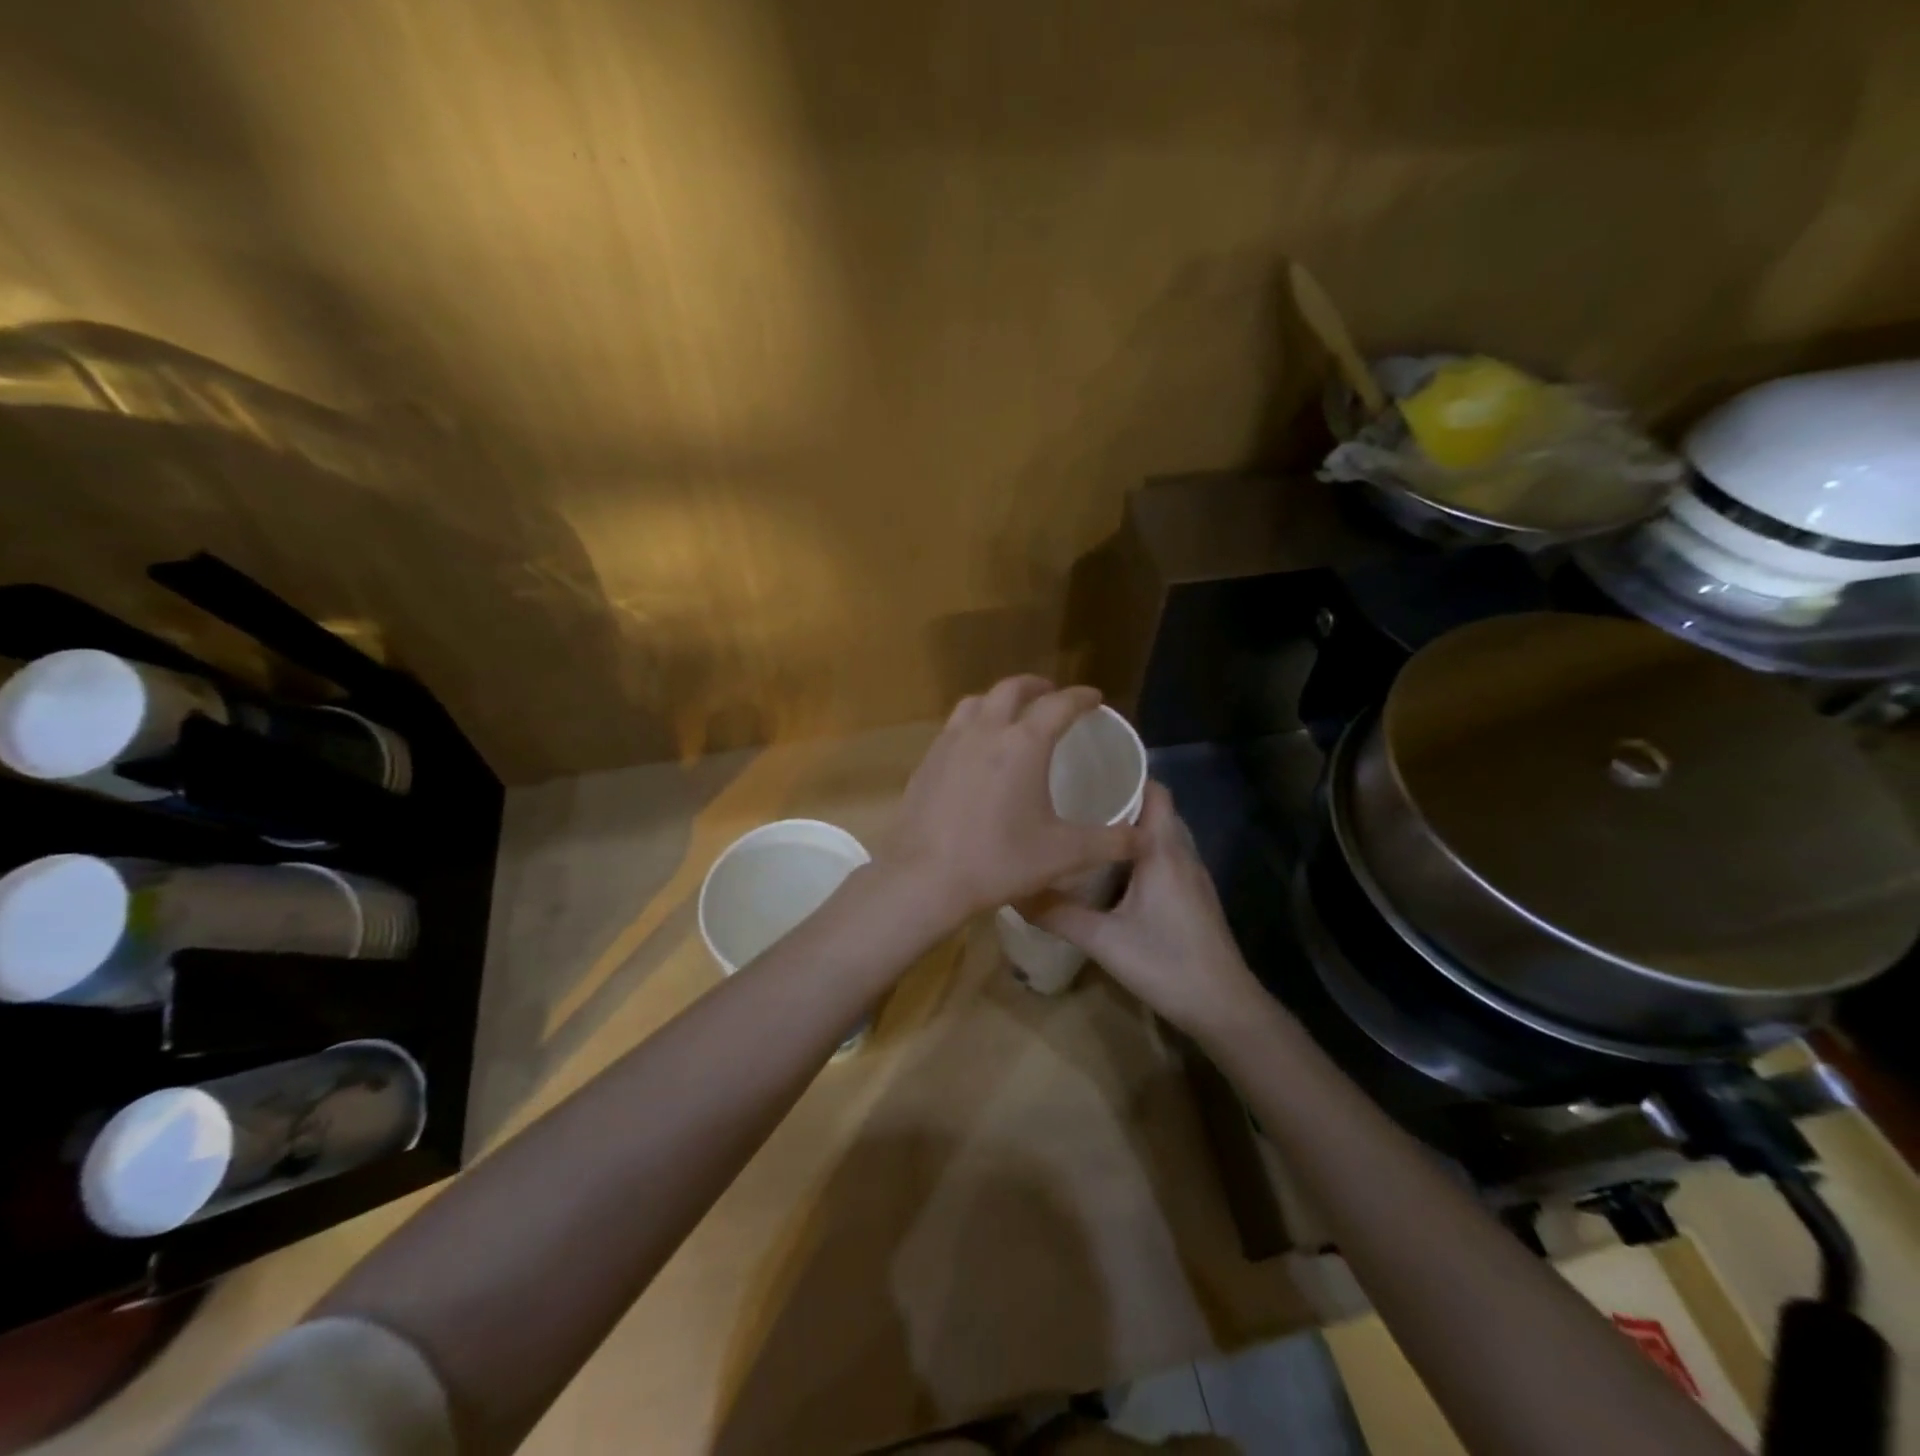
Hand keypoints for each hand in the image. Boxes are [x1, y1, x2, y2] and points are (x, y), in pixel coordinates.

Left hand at [877, 677, 1141, 928]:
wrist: (925, 877)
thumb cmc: (999, 860)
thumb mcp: (1063, 854)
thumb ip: (1109, 842)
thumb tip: (1143, 837)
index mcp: (1024, 744)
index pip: (1059, 705)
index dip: (1081, 697)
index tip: (1094, 698)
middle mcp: (985, 731)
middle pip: (1012, 689)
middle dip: (1037, 687)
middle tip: (1051, 696)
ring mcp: (949, 743)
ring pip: (976, 702)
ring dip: (999, 700)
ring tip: (1011, 715)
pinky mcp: (926, 762)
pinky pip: (953, 727)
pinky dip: (973, 724)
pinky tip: (975, 750)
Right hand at [1035, 780, 1263, 1038]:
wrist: (1224, 1007)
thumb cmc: (1166, 963)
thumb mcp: (1103, 940)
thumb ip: (1057, 914)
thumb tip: (1013, 891)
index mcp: (1163, 850)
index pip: (1154, 790)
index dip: (1125, 774)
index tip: (1086, 768)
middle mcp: (1182, 853)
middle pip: (1156, 809)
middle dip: (1120, 798)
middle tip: (1075, 797)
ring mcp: (1192, 876)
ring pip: (1161, 834)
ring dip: (1130, 826)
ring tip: (1087, 827)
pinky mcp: (1193, 897)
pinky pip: (1165, 856)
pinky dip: (1140, 850)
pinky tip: (1111, 870)